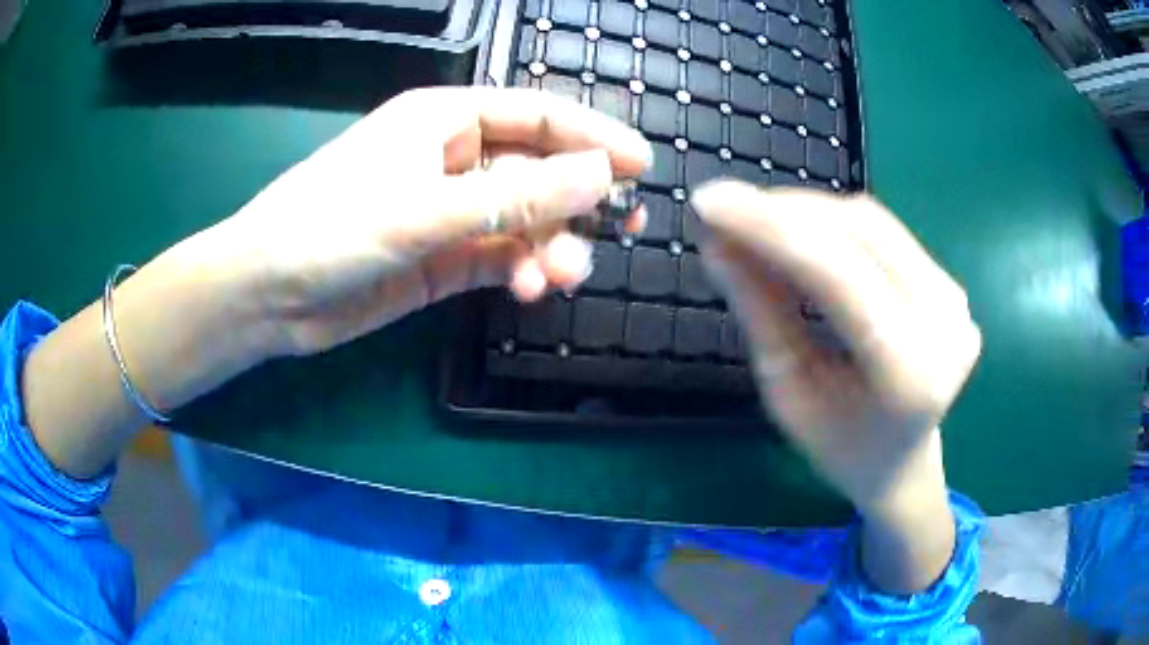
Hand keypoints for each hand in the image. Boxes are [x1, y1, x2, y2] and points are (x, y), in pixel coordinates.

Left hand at [208, 86, 650, 356]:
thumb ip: (512, 199)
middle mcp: (452, 158)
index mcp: (444, 119)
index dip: (593, 136)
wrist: (268, 296)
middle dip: (579, 199)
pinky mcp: (443, 257)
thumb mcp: (421, 210)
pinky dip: (521, 272)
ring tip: (561, 277)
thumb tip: (602, 178)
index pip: (536, 115)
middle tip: (627, 226)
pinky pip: (500, 257)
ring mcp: (449, 210)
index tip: (642, 165)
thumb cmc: (328, 228)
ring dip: (550, 246)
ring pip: (523, 219)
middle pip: (537, 169)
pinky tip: (528, 291)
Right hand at [691, 182, 979, 591]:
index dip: (769, 229)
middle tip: (724, 208)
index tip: (709, 202)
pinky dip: (833, 224)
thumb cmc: (840, 447)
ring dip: (806, 212)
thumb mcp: (789, 393)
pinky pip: (884, 233)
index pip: (838, 274)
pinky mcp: (950, 284)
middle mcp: (945, 325)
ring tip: (755, 219)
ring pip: (871, 221)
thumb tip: (717, 243)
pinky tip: (799, 232)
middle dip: (783, 212)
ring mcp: (955, 300)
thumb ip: (760, 313)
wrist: (902, 462)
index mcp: (908, 373)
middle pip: (859, 232)